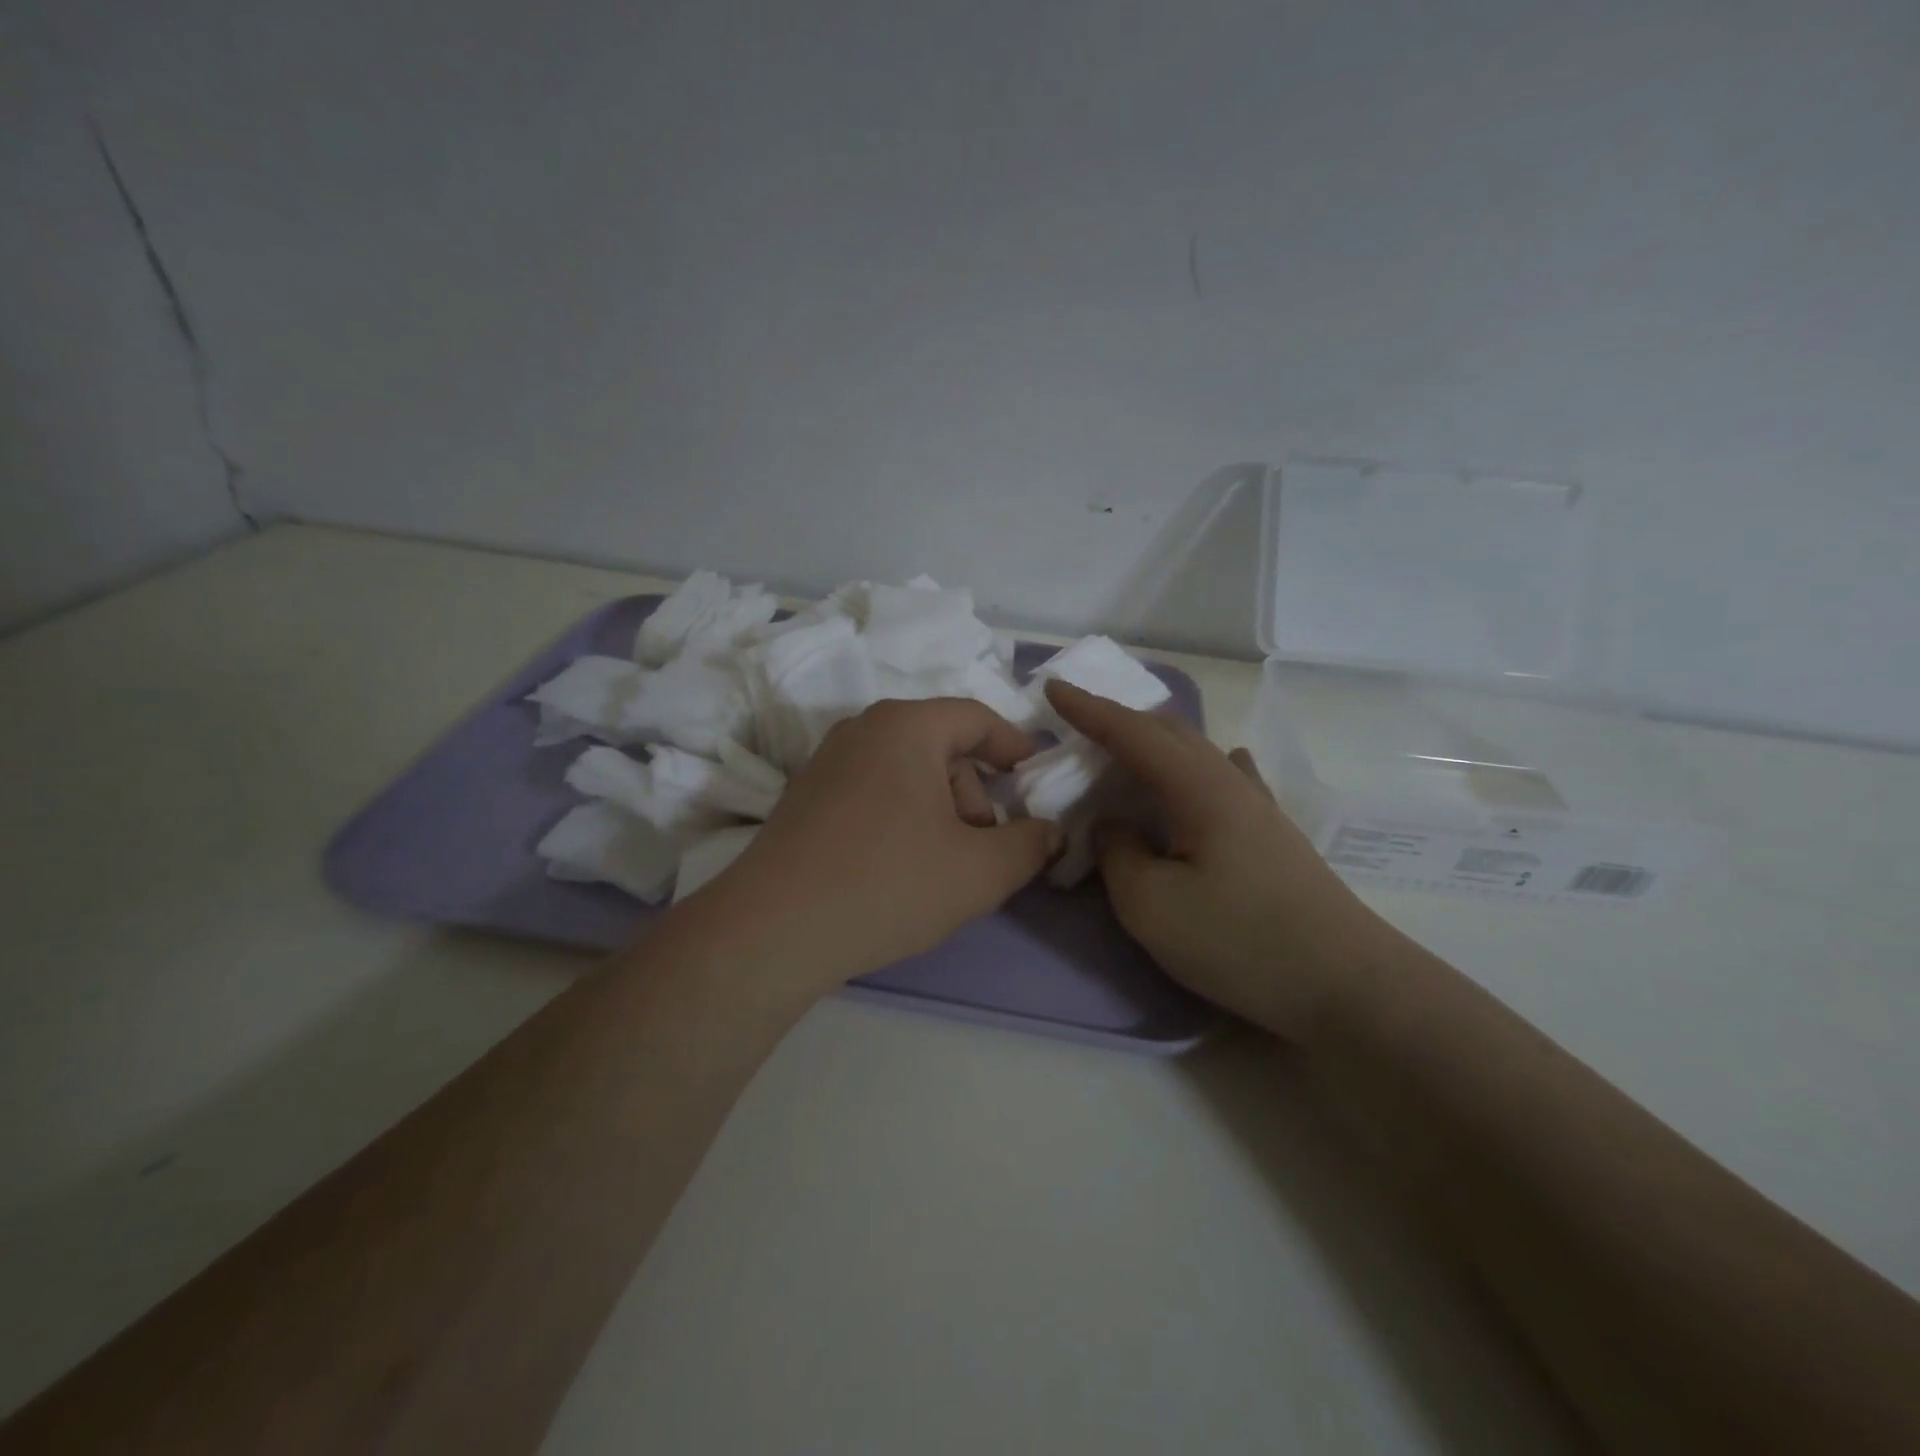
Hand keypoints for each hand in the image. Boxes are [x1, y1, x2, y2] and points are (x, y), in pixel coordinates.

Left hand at [677, 699, 1063, 998]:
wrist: (773, 929)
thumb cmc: (889, 882)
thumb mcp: (980, 871)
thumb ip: (1030, 845)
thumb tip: (1051, 832)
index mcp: (905, 726)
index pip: (975, 718)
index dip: (1013, 746)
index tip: (1033, 778)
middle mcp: (862, 730)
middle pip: (941, 749)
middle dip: (974, 796)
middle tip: (984, 849)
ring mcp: (826, 763)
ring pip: (906, 774)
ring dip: (939, 813)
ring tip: (942, 869)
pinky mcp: (805, 799)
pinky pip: (873, 793)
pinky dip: (901, 820)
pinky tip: (899, 870)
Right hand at [1046, 680, 1389, 1040]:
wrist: (1346, 985)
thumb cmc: (1240, 941)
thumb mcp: (1151, 905)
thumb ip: (1118, 854)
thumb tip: (1113, 824)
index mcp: (1197, 788)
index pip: (1132, 733)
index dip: (1089, 710)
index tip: (1052, 687)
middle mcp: (1229, 783)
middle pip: (1169, 732)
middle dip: (1120, 719)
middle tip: (1079, 722)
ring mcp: (1258, 807)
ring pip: (1199, 752)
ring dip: (1156, 741)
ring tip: (1127, 749)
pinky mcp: (1273, 835)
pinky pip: (1229, 778)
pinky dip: (1202, 765)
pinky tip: (1218, 765)